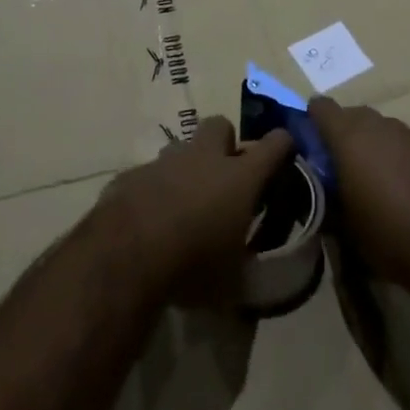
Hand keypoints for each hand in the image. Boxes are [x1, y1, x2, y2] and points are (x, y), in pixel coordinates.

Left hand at [99, 116, 294, 303]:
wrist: (125, 256)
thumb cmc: (191, 265)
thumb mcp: (232, 283)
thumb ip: (246, 269)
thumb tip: (252, 273)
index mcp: (239, 177)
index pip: (275, 145)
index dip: (282, 146)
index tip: (285, 154)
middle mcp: (205, 157)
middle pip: (221, 126)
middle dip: (225, 144)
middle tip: (224, 177)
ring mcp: (166, 161)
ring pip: (183, 147)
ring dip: (188, 167)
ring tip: (184, 202)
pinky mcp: (133, 173)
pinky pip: (151, 173)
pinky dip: (155, 188)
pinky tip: (149, 218)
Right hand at [310, 98, 409, 289]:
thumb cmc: (389, 236)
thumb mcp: (345, 227)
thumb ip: (328, 197)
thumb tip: (321, 189)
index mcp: (349, 136)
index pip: (321, 107)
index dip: (313, 121)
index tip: (311, 144)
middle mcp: (379, 124)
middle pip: (353, 116)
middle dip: (345, 135)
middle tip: (343, 169)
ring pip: (383, 130)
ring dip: (376, 146)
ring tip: (379, 182)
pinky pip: (408, 144)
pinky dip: (402, 157)